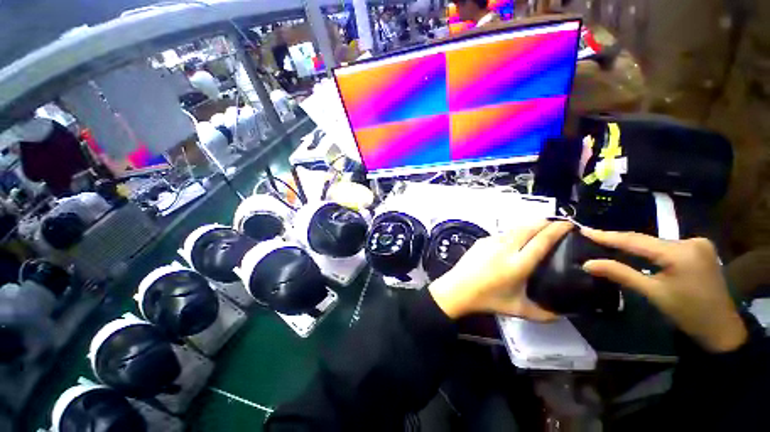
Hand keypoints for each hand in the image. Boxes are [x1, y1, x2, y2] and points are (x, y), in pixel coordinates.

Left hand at [428, 221, 572, 319]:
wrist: (457, 288)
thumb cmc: (487, 299)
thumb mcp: (518, 309)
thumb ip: (544, 314)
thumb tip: (563, 314)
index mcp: (518, 264)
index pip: (542, 241)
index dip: (557, 229)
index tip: (568, 224)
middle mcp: (506, 248)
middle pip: (529, 228)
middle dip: (545, 222)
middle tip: (557, 223)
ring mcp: (492, 242)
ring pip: (515, 228)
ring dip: (529, 225)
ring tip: (539, 228)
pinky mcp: (482, 240)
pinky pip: (502, 233)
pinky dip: (514, 232)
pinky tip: (516, 238)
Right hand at [581, 228, 746, 352]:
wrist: (721, 327)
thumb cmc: (687, 313)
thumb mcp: (652, 293)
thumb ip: (620, 274)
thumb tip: (588, 263)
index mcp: (680, 253)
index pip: (636, 241)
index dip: (608, 236)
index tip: (584, 230)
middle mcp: (690, 241)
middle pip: (646, 240)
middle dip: (619, 240)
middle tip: (592, 236)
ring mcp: (698, 243)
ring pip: (656, 242)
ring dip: (633, 245)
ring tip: (608, 242)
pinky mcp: (699, 248)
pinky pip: (666, 245)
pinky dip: (649, 248)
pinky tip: (637, 250)